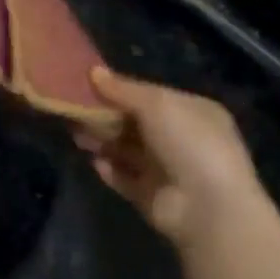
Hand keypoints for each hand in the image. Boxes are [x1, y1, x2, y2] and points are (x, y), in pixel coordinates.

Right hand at [77, 68, 268, 247]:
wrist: (207, 207)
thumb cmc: (188, 143)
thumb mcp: (157, 104)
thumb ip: (122, 89)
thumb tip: (93, 71)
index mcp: (192, 112)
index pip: (149, 96)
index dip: (118, 90)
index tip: (84, 85)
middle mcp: (181, 139)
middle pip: (133, 123)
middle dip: (103, 117)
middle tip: (71, 111)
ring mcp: (166, 169)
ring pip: (124, 149)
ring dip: (101, 141)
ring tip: (76, 136)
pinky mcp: (150, 195)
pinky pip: (122, 177)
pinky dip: (108, 169)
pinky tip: (93, 161)